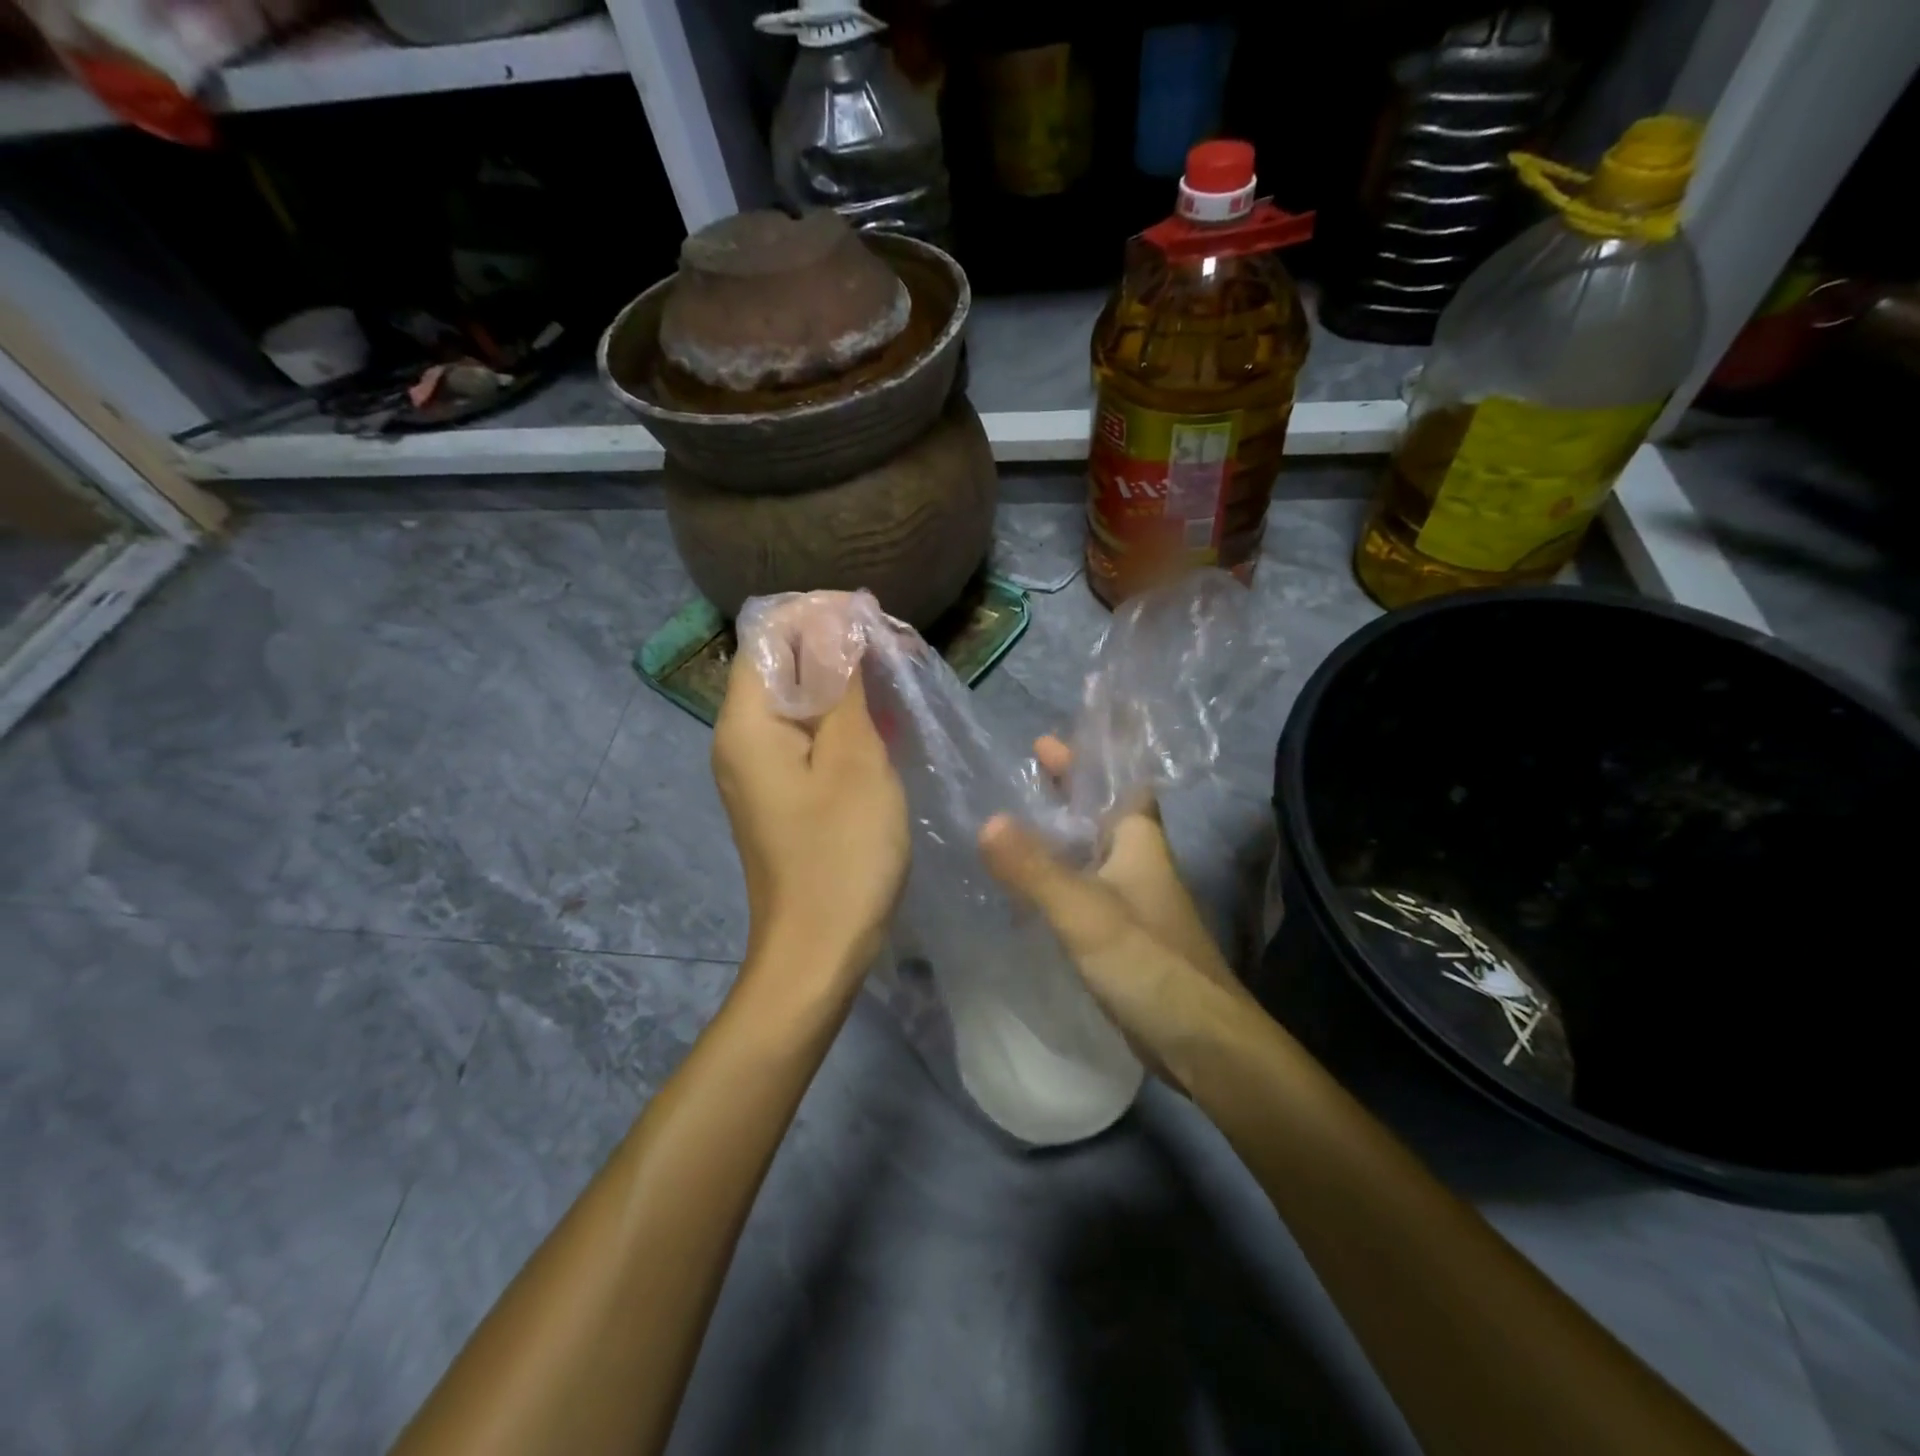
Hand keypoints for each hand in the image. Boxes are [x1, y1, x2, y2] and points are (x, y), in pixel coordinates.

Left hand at [712, 635, 908, 992]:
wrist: (818, 953)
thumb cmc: (841, 855)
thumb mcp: (854, 760)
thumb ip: (844, 684)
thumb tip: (842, 618)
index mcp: (747, 722)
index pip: (770, 634)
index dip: (820, 613)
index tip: (877, 620)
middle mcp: (741, 737)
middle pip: (783, 663)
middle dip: (840, 645)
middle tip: (901, 652)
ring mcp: (760, 768)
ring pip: (801, 699)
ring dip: (847, 682)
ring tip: (902, 680)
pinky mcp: (783, 792)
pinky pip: (809, 735)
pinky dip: (844, 720)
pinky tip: (887, 724)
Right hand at [979, 738, 1253, 1089]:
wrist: (1201, 1042)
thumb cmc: (1149, 962)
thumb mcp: (1085, 911)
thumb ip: (1035, 869)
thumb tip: (987, 820)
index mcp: (1139, 841)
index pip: (1120, 782)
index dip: (1089, 758)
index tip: (1044, 741)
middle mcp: (1138, 862)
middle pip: (1100, 813)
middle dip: (1066, 792)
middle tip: (1021, 775)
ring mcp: (1132, 900)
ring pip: (1089, 853)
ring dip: (1057, 835)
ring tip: (1009, 824)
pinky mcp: (1122, 936)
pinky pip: (1081, 890)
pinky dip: (1055, 878)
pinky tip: (1024, 888)